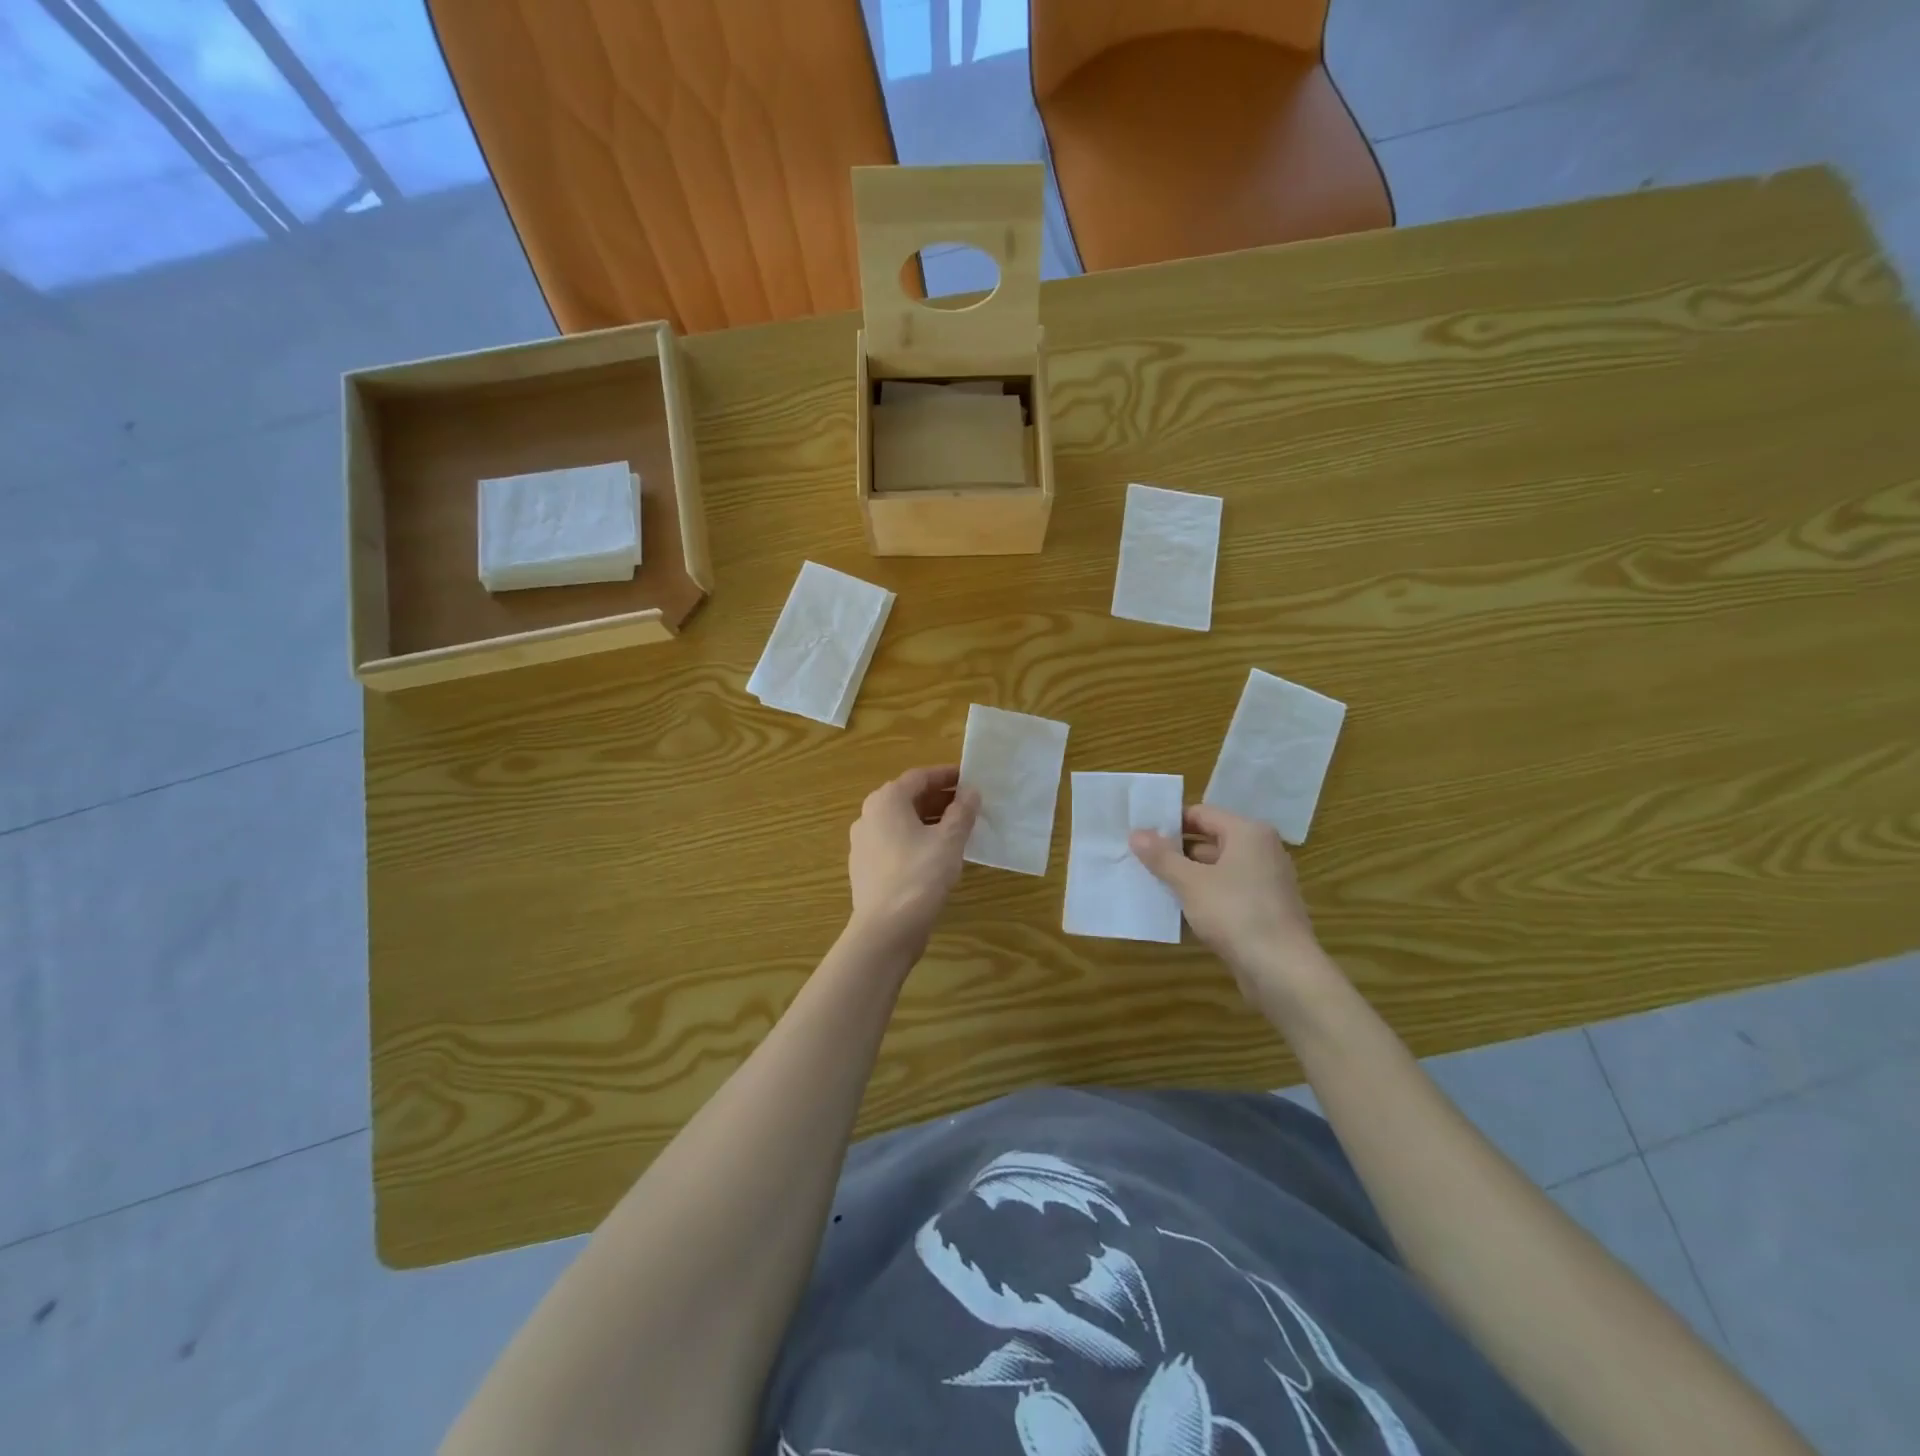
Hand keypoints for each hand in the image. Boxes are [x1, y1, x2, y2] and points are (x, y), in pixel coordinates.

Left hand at [846, 766, 979, 960]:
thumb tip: (970, 792)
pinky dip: (915, 840)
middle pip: (907, 798)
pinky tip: (935, 855)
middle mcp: (868, 816)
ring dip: (928, 821)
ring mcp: (863, 843)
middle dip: (938, 799)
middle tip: (968, 805)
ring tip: (957, 830)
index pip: (919, 777)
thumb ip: (962, 812)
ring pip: (900, 822)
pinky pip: (894, 843)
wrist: (885, 929)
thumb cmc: (919, 876)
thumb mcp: (949, 840)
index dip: (946, 776)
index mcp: (886, 801)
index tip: (969, 779)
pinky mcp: (865, 867)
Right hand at [1130, 805, 1336, 1013]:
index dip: (1169, 822)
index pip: (1201, 814)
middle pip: (1210, 840)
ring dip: (1188, 875)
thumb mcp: (1190, 882)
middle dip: (1176, 851)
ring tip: (1153, 884)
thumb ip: (1162, 856)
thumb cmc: (1235, 913)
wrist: (1282, 970)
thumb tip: (1136, 833)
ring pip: (1218, 868)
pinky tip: (1179, 909)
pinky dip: (1205, 895)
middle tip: (1141, 860)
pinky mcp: (1265, 908)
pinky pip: (1228, 891)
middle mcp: (1262, 850)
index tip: (1141, 835)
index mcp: (1248, 833)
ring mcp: (1267, 881)